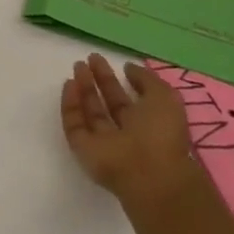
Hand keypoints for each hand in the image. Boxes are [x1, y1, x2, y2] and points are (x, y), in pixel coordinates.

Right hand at [60, 54, 198, 209]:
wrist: (147, 174)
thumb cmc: (160, 133)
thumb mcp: (165, 97)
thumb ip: (146, 80)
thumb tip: (128, 67)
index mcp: (149, 124)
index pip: (131, 101)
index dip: (123, 82)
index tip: (113, 63)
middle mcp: (126, 133)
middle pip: (109, 104)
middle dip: (99, 81)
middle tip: (90, 59)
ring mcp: (103, 142)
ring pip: (90, 112)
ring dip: (83, 89)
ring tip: (77, 66)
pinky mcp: (83, 148)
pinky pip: (74, 123)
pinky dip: (70, 104)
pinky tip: (69, 84)